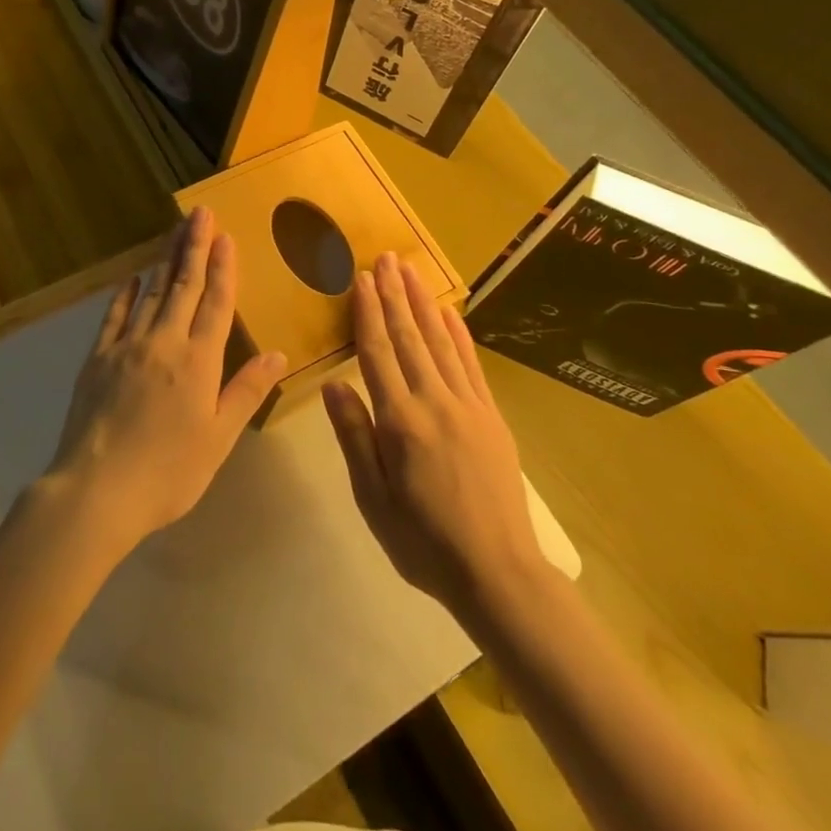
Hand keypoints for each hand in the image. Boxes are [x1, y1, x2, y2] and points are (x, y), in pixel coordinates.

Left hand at [45, 207, 287, 550]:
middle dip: (195, 247)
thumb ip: (247, 391)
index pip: (216, 303)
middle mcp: (164, 342)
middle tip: (200, 213)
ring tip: (175, 232)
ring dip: (166, 260)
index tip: (226, 236)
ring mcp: (127, 346)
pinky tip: (132, 278)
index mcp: (199, 361)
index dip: (223, 268)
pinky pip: (115, 316)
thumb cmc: (168, 471)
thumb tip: (277, 353)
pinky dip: (126, 294)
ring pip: (152, 293)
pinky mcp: (98, 358)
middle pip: (183, 285)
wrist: (97, 489)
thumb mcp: (218, 438)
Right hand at [323, 253, 548, 618]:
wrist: (498, 572)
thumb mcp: (372, 499)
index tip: (361, 279)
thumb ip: (354, 437)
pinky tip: (449, 313)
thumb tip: (333, 384)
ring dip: (423, 303)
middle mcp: (434, 402)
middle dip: (394, 294)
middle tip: (384, 258)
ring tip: (410, 271)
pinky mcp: (491, 416)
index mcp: (400, 422)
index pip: (378, 353)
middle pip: (409, 337)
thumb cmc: (423, 541)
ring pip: (440, 343)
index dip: (368, 313)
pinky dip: (458, 335)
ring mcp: (468, 406)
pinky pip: (471, 365)